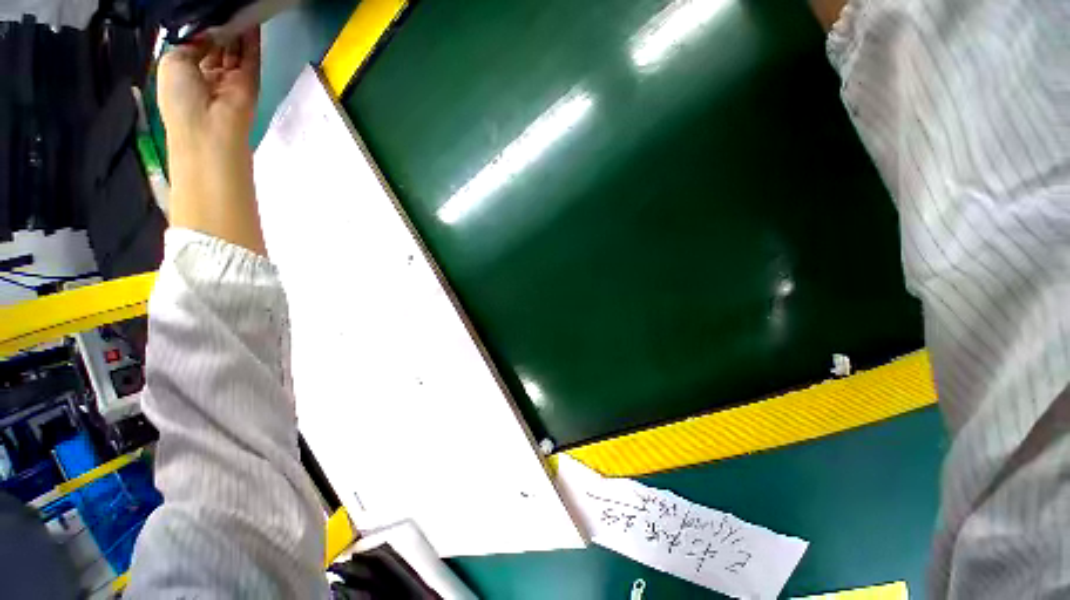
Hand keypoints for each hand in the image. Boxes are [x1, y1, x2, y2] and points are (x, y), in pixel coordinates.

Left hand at [156, 27, 267, 255]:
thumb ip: (190, 43)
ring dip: (235, 29)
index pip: (195, 44)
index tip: (204, 8)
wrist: (210, 130)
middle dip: (218, 26)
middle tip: (222, 5)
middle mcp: (208, 73)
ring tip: (238, 7)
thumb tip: (210, 32)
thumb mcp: (172, 61)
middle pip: (216, 44)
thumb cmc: (181, 98)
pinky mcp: (250, 82)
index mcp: (185, 71)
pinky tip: (251, 20)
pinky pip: (250, 56)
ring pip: (234, 48)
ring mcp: (231, 78)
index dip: (199, 27)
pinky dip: (251, 39)